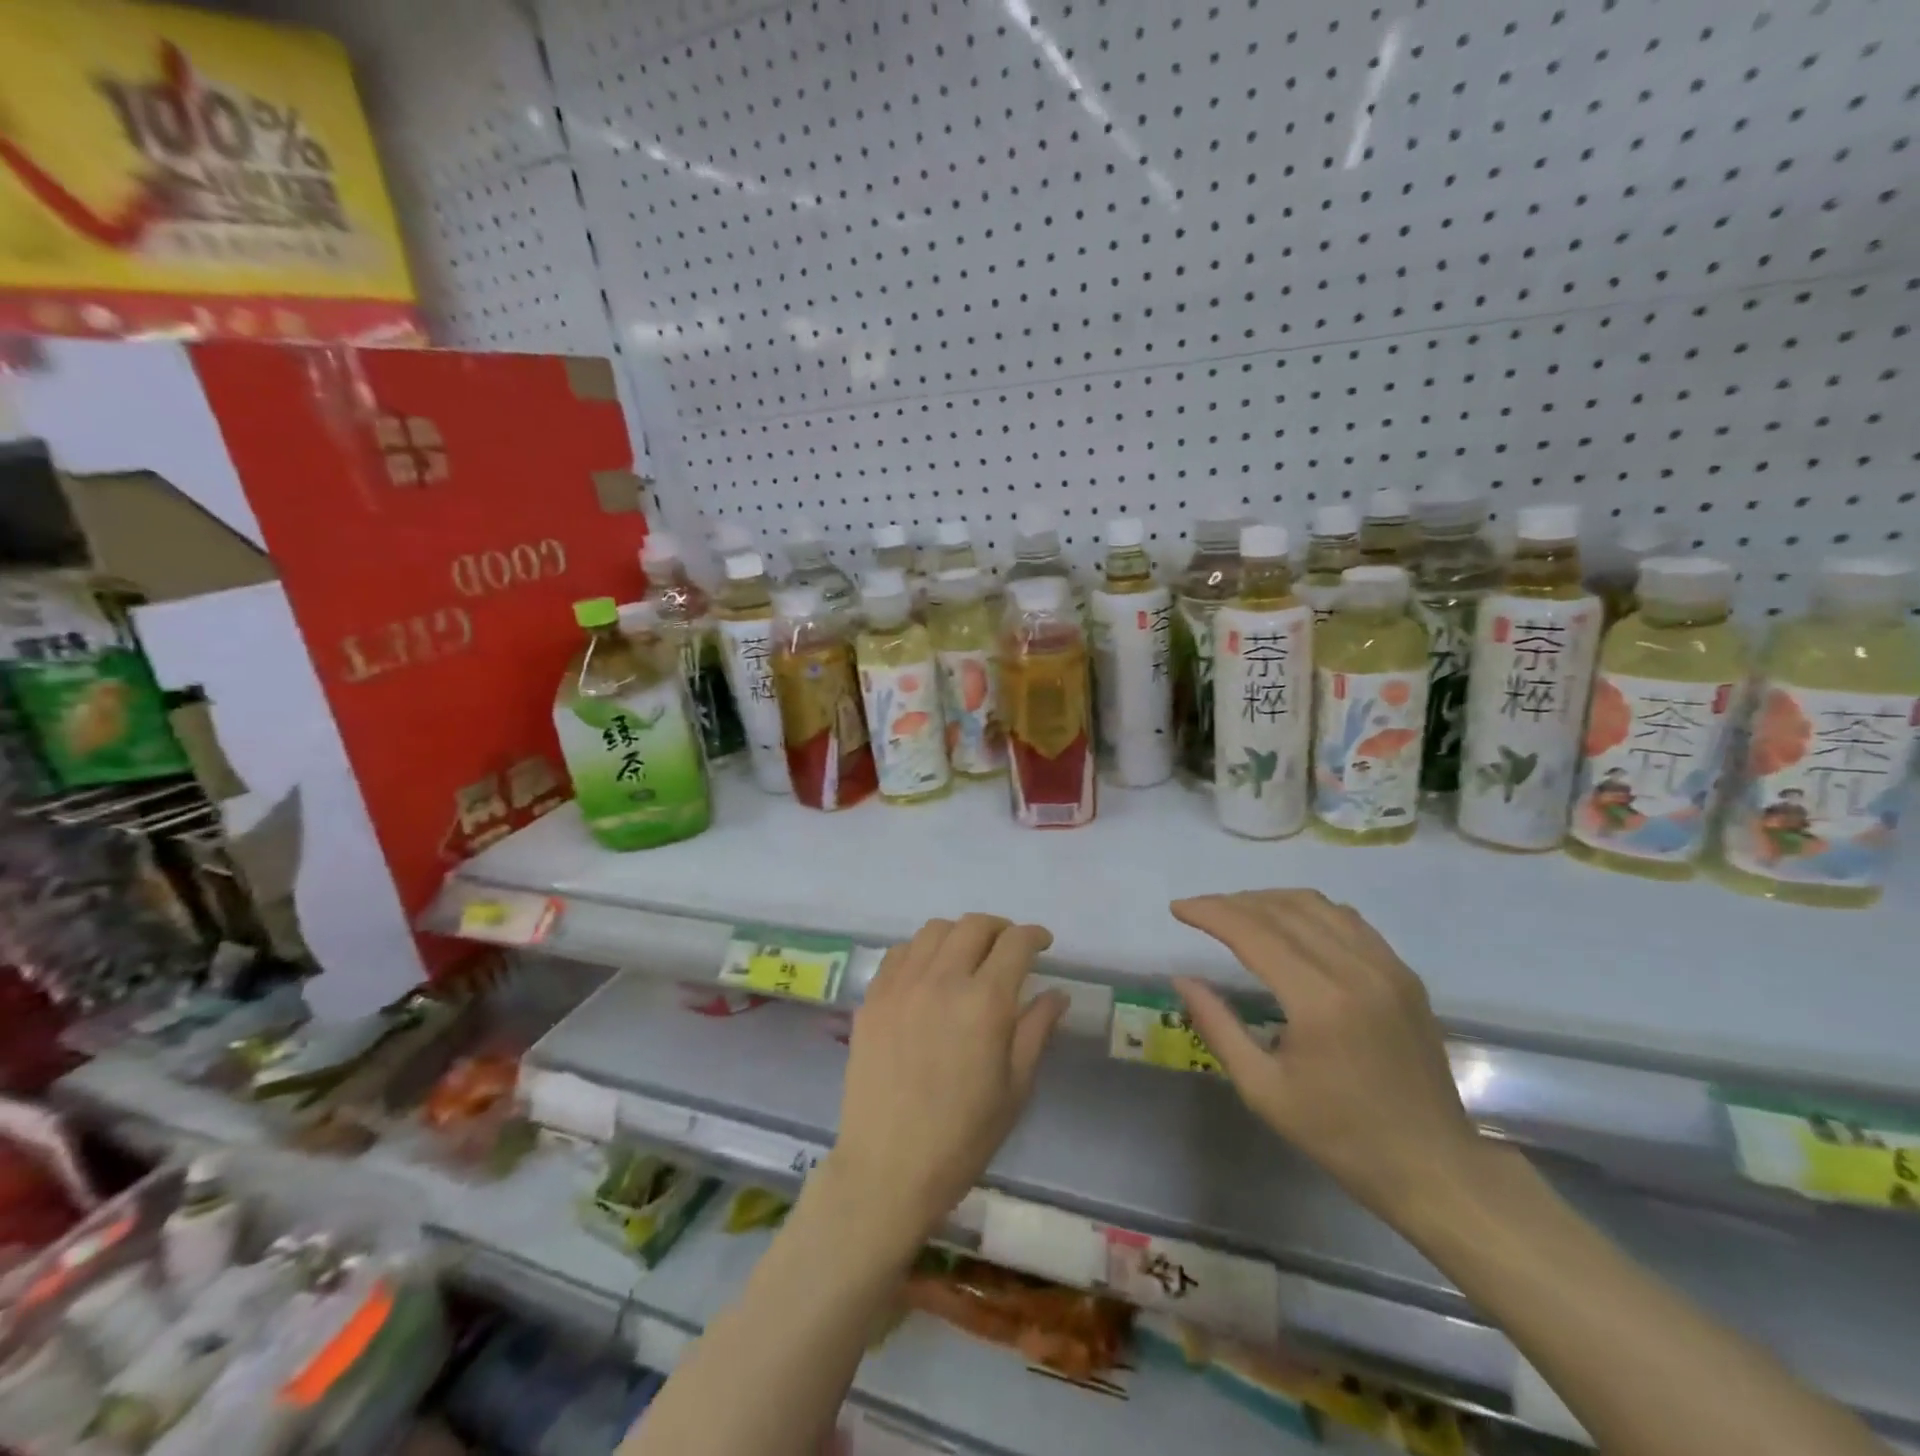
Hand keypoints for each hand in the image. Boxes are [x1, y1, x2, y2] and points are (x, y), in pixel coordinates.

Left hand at [826, 914, 1068, 1247]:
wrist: (887, 1168)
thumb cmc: (962, 1136)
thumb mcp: (1015, 1088)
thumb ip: (1036, 1029)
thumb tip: (1056, 993)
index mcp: (985, 1002)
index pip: (1015, 944)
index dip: (1033, 936)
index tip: (1042, 943)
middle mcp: (942, 979)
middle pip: (974, 925)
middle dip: (999, 928)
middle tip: (1008, 948)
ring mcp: (901, 984)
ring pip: (934, 930)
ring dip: (959, 934)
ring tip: (968, 956)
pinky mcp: (873, 997)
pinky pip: (900, 952)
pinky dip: (922, 950)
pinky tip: (928, 974)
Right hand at [1171, 890, 1482, 1222]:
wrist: (1433, 1165)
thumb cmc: (1340, 1135)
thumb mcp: (1263, 1090)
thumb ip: (1217, 1026)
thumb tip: (1182, 979)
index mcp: (1320, 1001)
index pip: (1253, 932)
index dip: (1210, 912)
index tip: (1178, 909)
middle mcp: (1356, 970)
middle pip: (1282, 910)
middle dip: (1232, 902)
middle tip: (1200, 911)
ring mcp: (1387, 967)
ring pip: (1317, 906)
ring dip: (1269, 901)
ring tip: (1237, 913)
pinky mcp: (1404, 974)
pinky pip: (1348, 920)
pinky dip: (1308, 911)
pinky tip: (1289, 926)